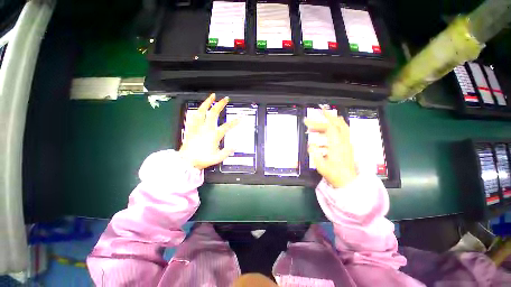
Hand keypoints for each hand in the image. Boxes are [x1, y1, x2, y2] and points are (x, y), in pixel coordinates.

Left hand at [179, 93, 239, 169]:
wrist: (186, 161)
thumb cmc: (202, 159)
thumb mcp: (218, 158)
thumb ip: (227, 151)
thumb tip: (236, 145)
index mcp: (213, 135)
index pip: (227, 126)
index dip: (235, 122)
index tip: (241, 117)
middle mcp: (205, 129)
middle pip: (213, 113)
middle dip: (220, 105)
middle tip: (225, 99)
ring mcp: (197, 127)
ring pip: (201, 111)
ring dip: (207, 103)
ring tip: (211, 97)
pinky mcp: (191, 129)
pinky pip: (193, 117)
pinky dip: (197, 111)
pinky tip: (199, 108)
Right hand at [304, 110, 356, 187]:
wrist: (348, 182)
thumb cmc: (334, 174)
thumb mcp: (321, 165)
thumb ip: (315, 153)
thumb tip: (311, 144)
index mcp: (336, 145)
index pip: (328, 128)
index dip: (318, 122)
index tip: (307, 121)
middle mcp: (343, 142)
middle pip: (338, 124)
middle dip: (329, 115)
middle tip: (321, 110)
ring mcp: (347, 144)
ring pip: (343, 127)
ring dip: (333, 121)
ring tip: (324, 119)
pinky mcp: (347, 147)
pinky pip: (343, 133)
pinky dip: (336, 128)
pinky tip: (327, 132)